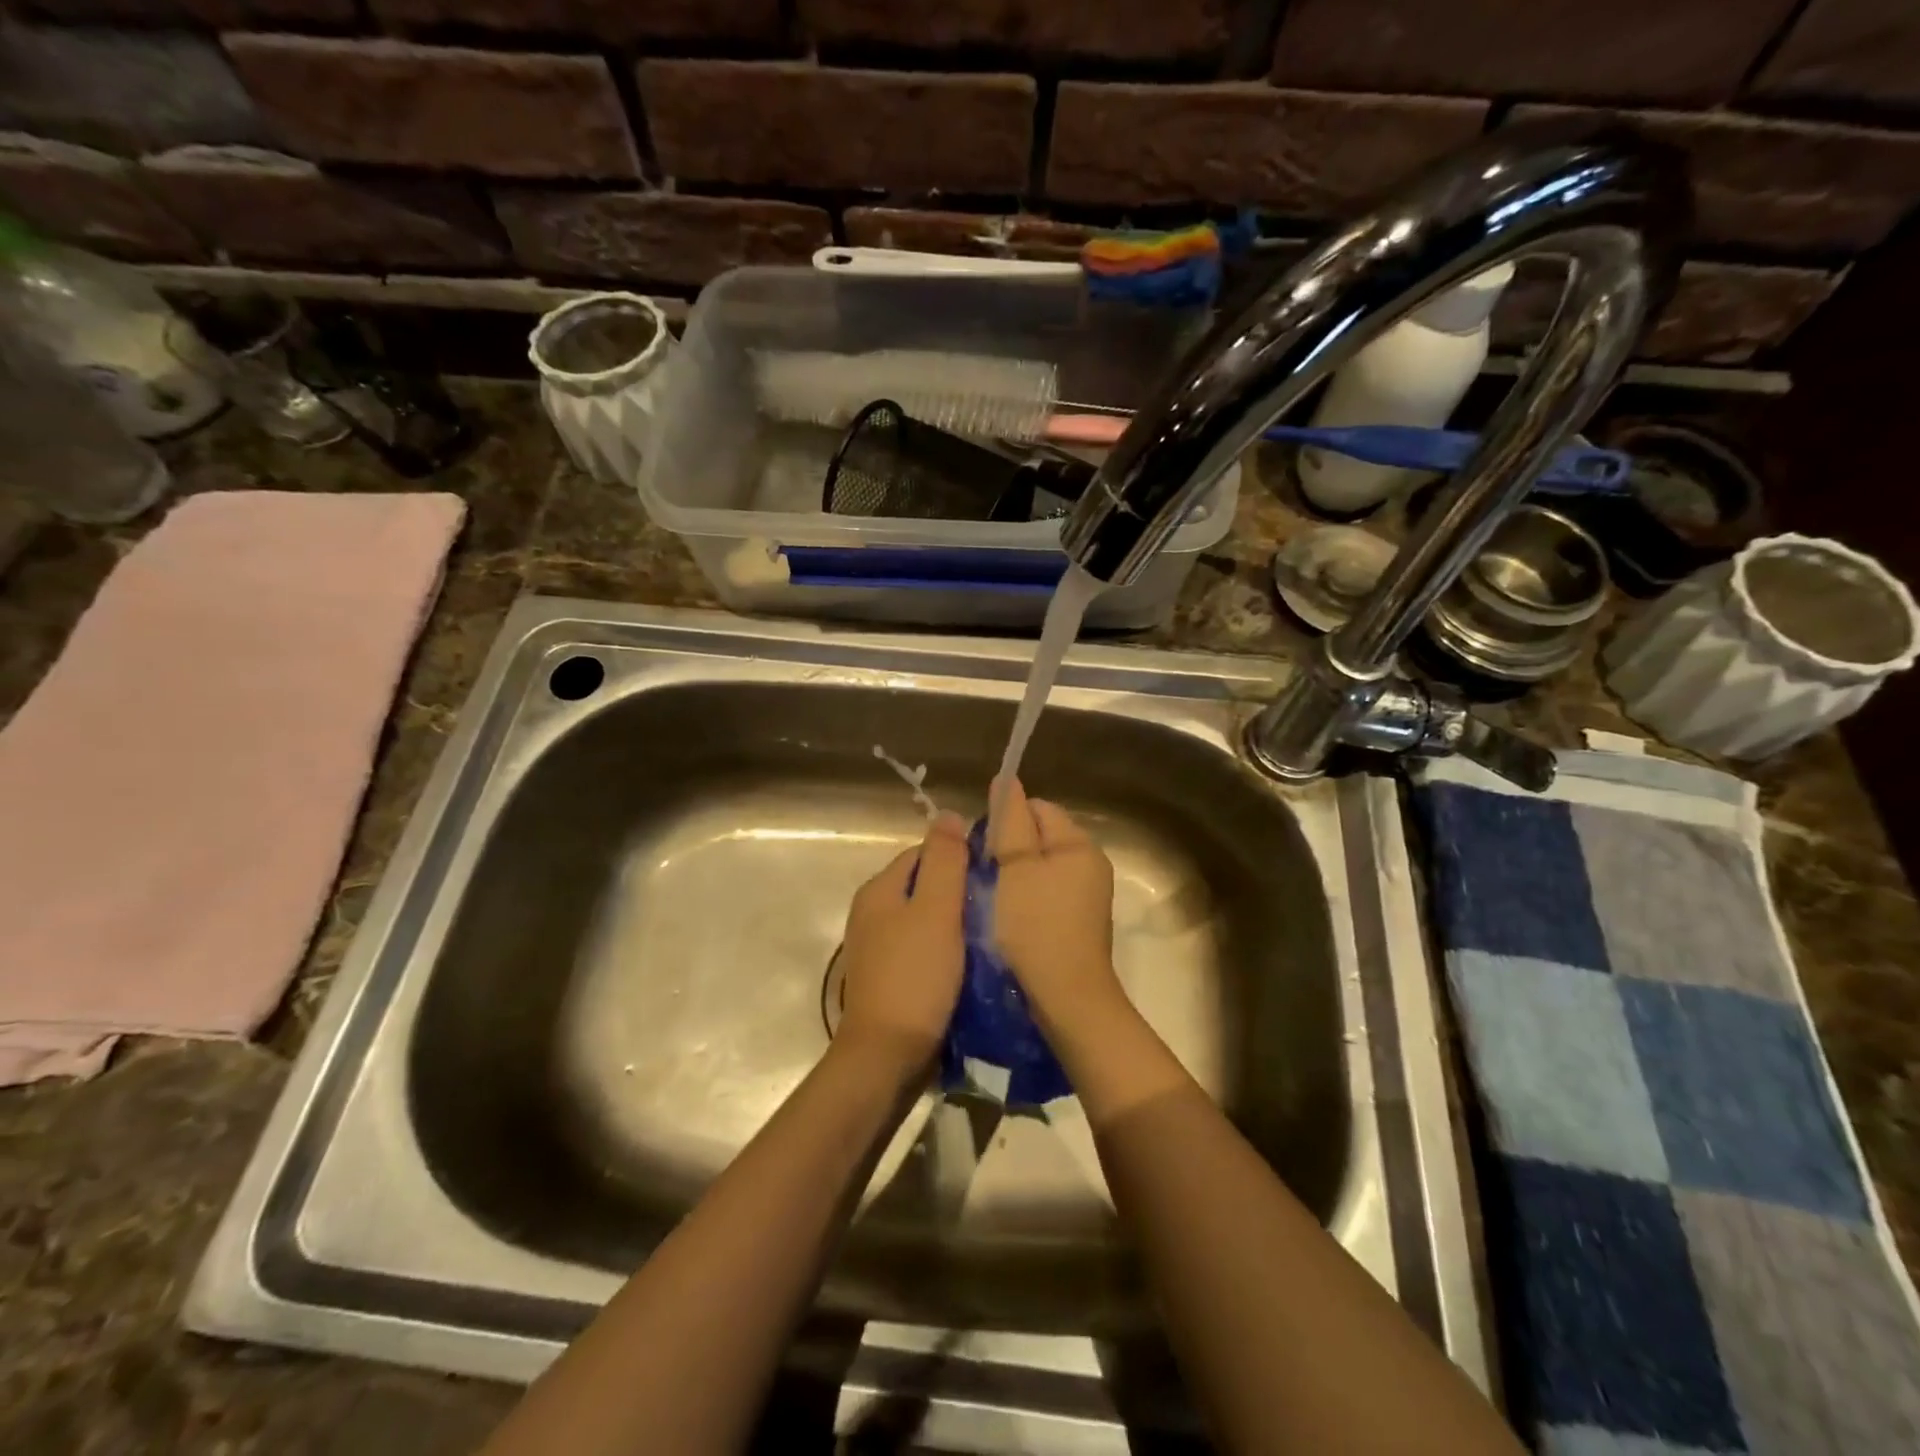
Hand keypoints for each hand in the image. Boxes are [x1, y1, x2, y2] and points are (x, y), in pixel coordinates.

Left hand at [835, 813, 970, 1073]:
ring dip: (956, 924)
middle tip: (998, 905)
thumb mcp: (936, 910)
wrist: (887, 1057)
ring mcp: (878, 949)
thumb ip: (944, 860)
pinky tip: (970, 963)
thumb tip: (948, 815)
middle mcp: (872, 913)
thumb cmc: (915, 976)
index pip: (924, 853)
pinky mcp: (890, 978)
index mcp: (879, 890)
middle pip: (925, 886)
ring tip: (990, 933)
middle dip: (959, 892)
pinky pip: (923, 950)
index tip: (994, 873)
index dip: (959, 857)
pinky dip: (946, 951)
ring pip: (926, 920)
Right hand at [988, 778, 1122, 1035]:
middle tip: (982, 875)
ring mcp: (1087, 897)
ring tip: (990, 898)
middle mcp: (1090, 865)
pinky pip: (1046, 896)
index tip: (981, 847)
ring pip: (1040, 869)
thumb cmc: (1035, 926)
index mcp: (1079, 845)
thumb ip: (1010, 822)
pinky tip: (1007, 919)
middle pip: (1040, 838)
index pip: (1037, 808)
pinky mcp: (1078, 924)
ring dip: (1014, 877)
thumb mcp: (1015, 868)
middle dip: (1009, 849)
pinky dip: (1025, 900)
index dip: (1006, 819)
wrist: (1066, 999)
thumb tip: (1006, 781)